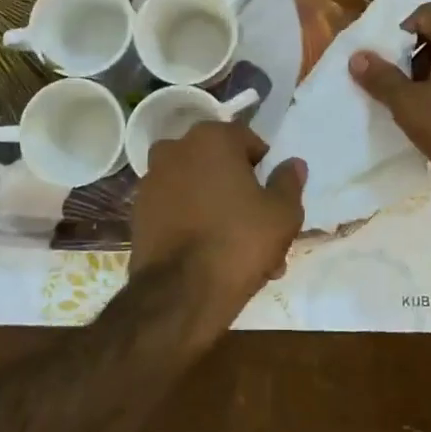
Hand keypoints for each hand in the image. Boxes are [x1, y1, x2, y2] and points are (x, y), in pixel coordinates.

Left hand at [132, 122, 305, 320]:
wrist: (180, 293)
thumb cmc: (239, 241)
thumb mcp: (283, 213)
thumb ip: (288, 182)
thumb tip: (292, 164)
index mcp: (211, 138)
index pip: (247, 141)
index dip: (264, 169)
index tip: (272, 198)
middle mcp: (175, 148)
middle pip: (219, 166)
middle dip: (240, 192)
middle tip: (260, 230)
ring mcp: (151, 180)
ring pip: (197, 190)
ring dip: (217, 210)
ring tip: (238, 252)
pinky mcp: (138, 212)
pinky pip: (176, 210)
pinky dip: (192, 224)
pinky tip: (210, 257)